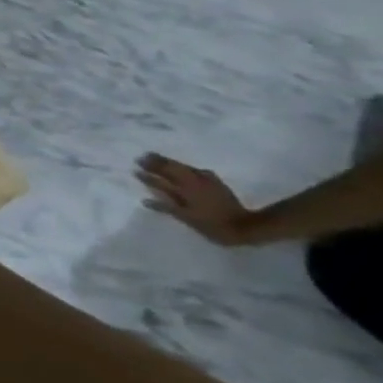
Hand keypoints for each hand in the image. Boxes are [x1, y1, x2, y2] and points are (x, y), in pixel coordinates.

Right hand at [135, 154, 255, 245]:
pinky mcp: (216, 183)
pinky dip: (187, 168)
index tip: (136, 165)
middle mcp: (194, 181)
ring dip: (170, 162)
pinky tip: (187, 169)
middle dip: (157, 162)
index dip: (148, 171)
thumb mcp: (187, 218)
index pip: (162, 176)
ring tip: (159, 158)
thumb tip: (145, 199)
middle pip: (172, 168)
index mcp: (185, 189)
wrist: (246, 226)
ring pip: (184, 167)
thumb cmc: (212, 225)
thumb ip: (166, 207)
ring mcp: (207, 180)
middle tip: (143, 157)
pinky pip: (197, 171)